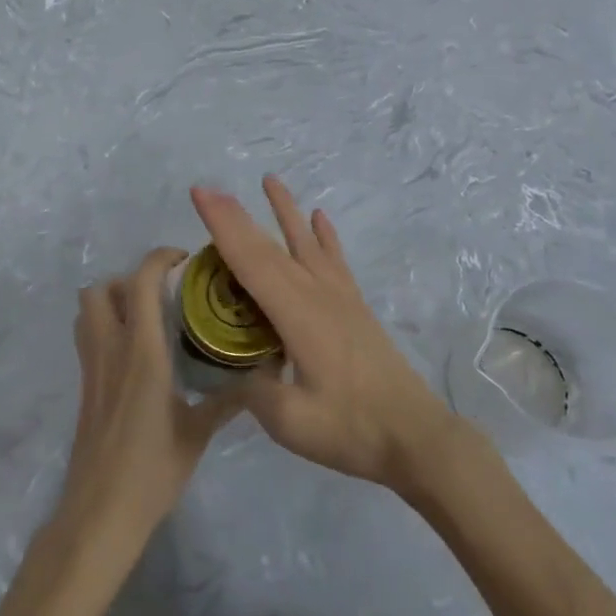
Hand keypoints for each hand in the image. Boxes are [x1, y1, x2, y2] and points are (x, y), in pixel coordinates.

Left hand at [57, 248, 243, 555]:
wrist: (100, 514)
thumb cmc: (152, 471)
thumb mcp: (198, 433)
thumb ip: (227, 400)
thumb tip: (258, 376)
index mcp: (142, 352)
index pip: (140, 282)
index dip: (159, 258)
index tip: (184, 260)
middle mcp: (111, 349)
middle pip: (101, 288)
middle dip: (130, 277)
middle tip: (163, 291)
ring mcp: (92, 367)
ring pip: (87, 309)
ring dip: (111, 298)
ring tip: (146, 314)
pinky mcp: (85, 385)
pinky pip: (86, 335)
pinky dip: (104, 324)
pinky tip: (133, 350)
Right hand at [191, 177, 460, 492]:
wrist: (414, 435)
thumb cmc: (352, 429)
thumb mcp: (291, 421)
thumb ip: (254, 390)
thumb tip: (235, 369)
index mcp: (297, 315)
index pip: (251, 261)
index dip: (223, 227)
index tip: (201, 195)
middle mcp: (316, 294)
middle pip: (271, 247)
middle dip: (237, 216)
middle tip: (210, 189)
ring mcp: (339, 297)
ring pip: (305, 243)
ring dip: (285, 210)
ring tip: (270, 180)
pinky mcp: (354, 306)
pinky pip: (335, 260)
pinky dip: (325, 236)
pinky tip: (320, 218)